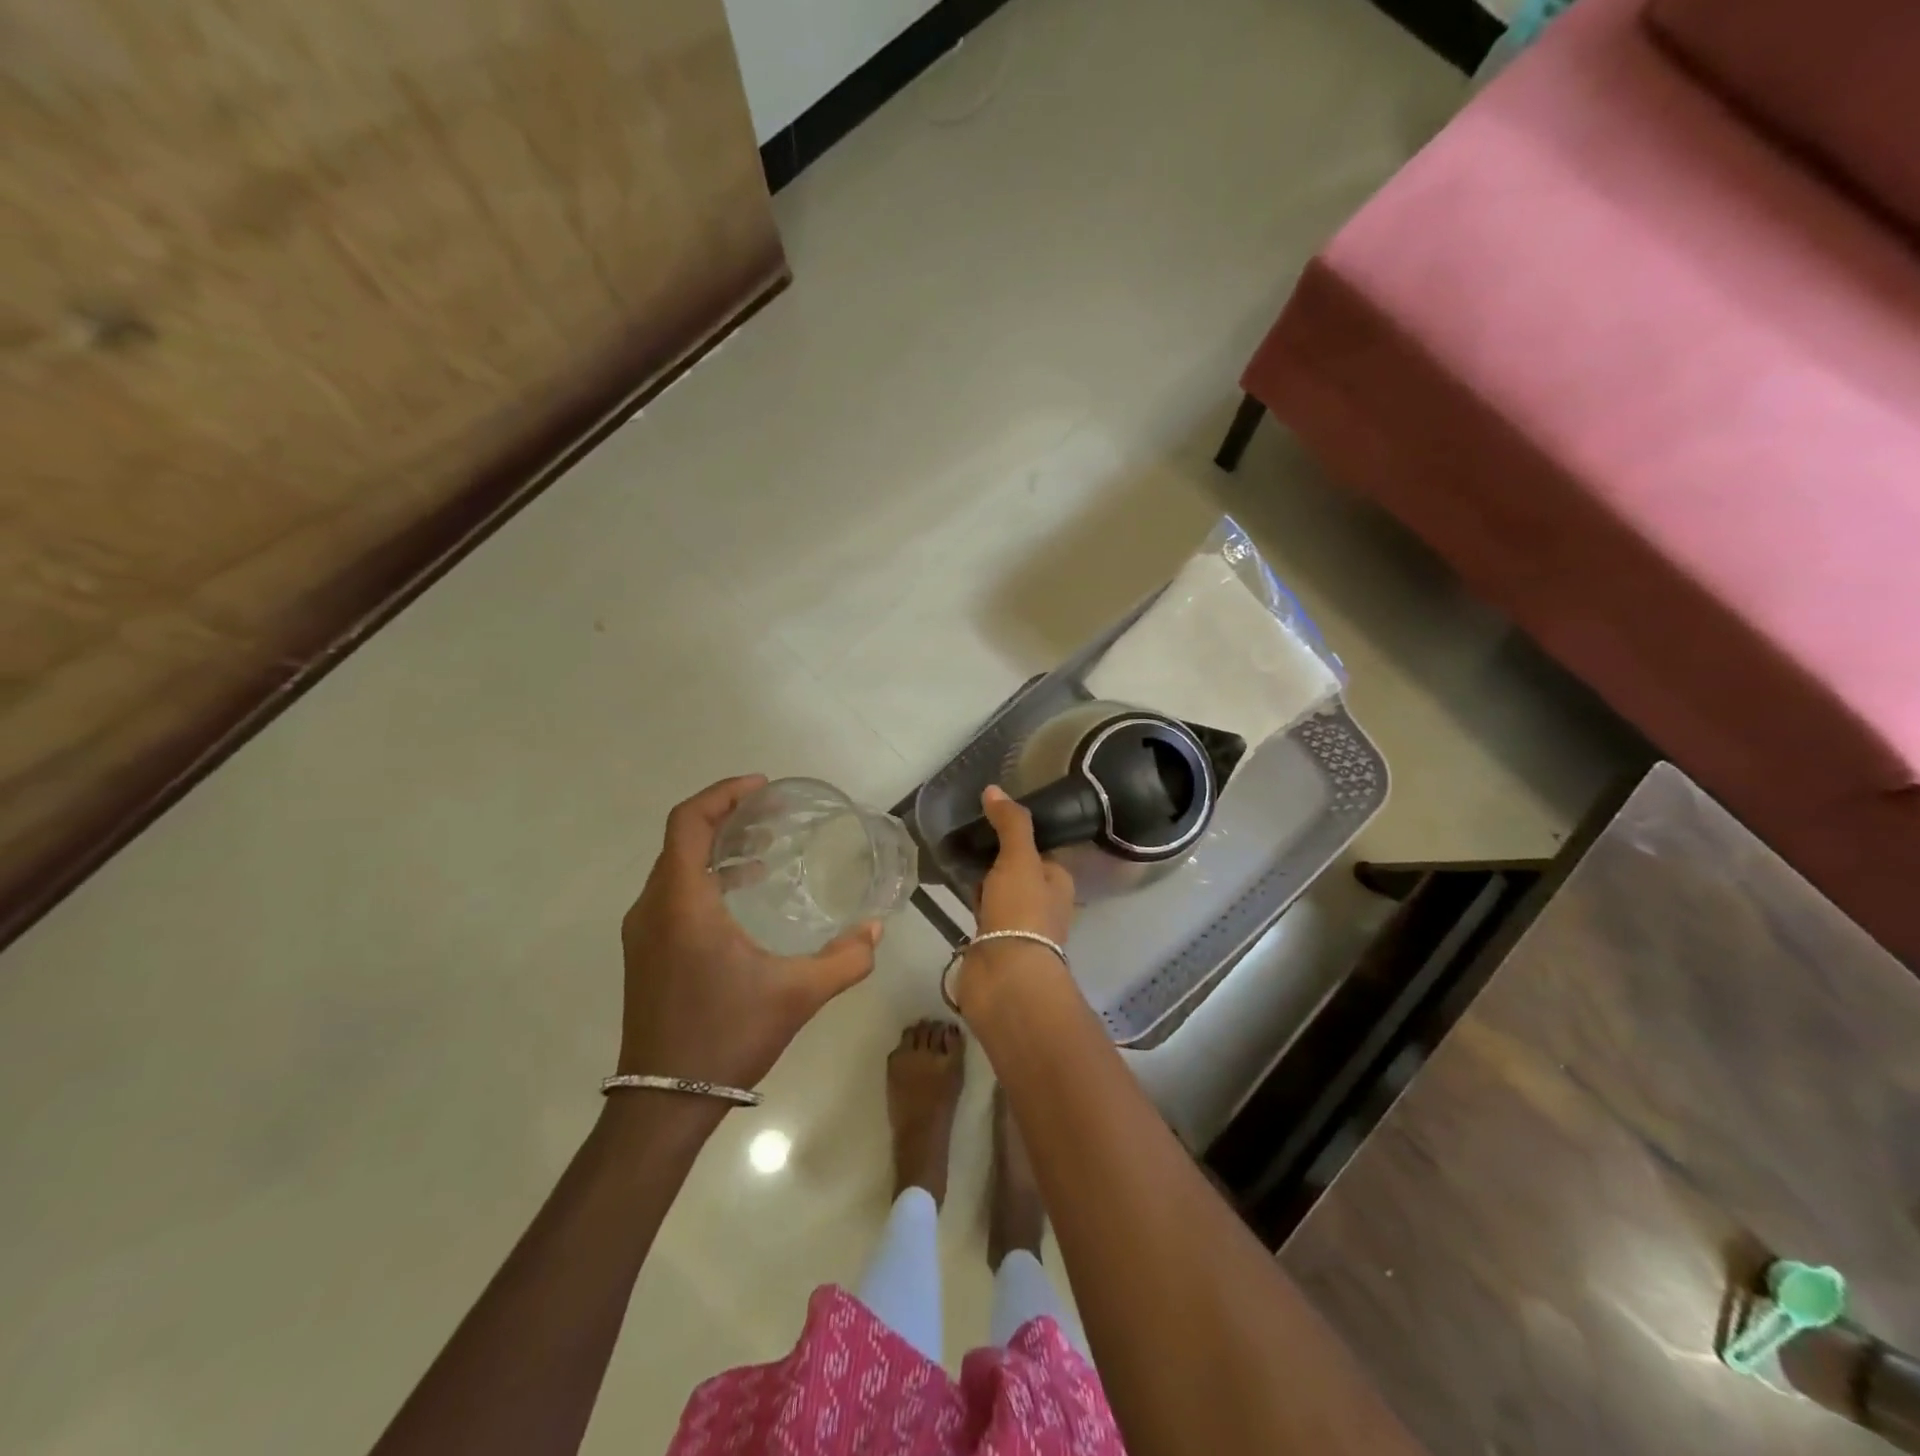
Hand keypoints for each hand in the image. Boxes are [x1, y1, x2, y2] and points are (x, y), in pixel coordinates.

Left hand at [618, 776, 880, 1089]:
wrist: (664, 1102)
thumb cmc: (728, 1036)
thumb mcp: (798, 995)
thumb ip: (845, 959)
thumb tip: (876, 930)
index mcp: (682, 903)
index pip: (688, 822)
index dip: (722, 794)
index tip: (762, 788)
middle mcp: (653, 907)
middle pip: (680, 838)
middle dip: (723, 816)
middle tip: (770, 814)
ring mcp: (643, 932)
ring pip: (674, 866)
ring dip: (713, 848)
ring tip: (760, 850)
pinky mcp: (645, 952)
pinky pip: (671, 893)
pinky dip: (703, 877)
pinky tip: (740, 896)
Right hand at [956, 786, 1075, 1013]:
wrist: (1006, 977)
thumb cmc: (1022, 912)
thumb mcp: (1020, 858)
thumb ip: (1010, 823)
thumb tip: (994, 789)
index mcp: (1058, 881)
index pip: (1040, 849)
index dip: (1019, 832)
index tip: (991, 815)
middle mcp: (1042, 902)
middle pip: (1018, 869)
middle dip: (996, 855)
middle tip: (967, 833)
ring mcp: (1017, 924)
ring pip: (998, 891)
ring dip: (981, 878)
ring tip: (953, 853)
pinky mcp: (993, 941)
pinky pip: (981, 911)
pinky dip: (970, 899)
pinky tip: (952, 887)